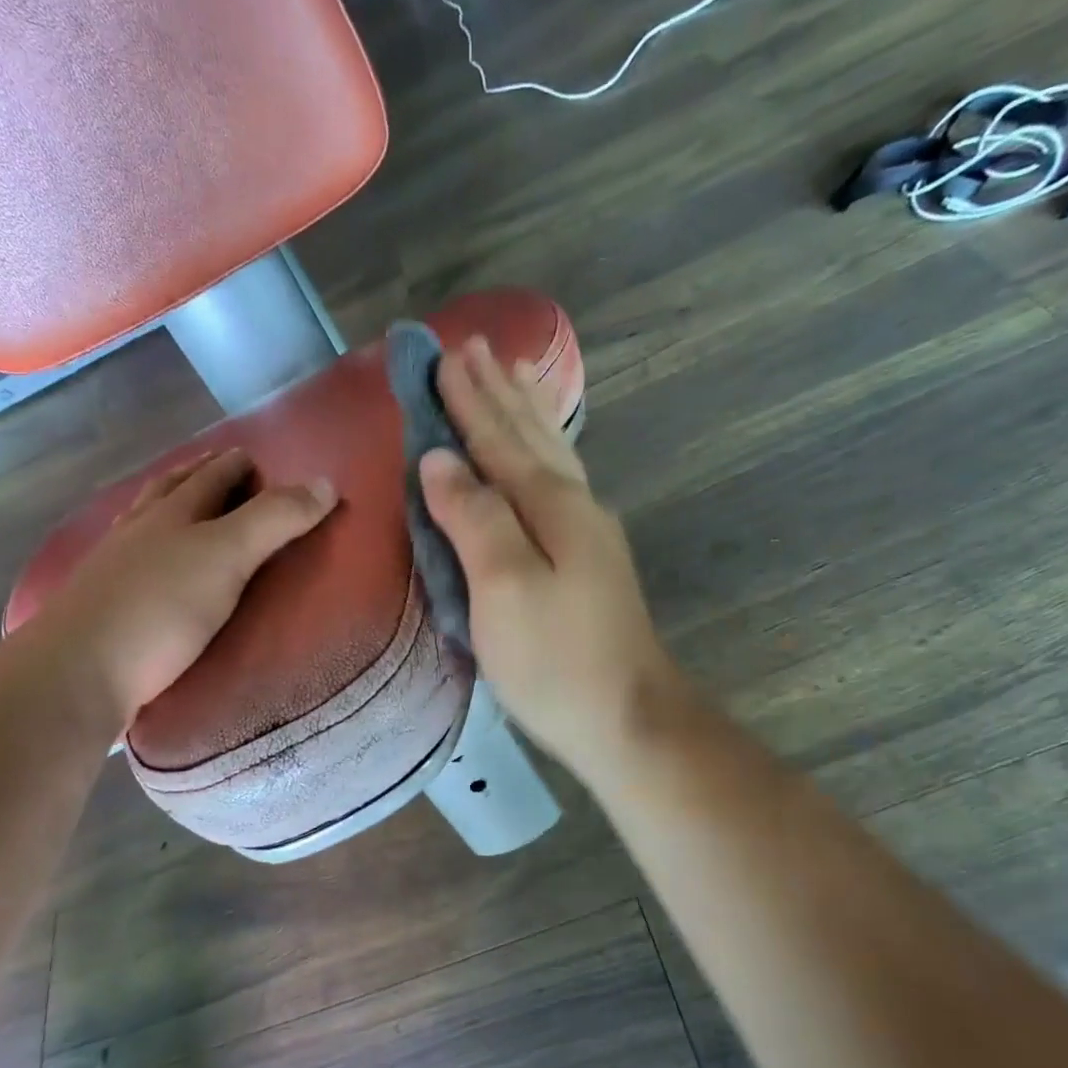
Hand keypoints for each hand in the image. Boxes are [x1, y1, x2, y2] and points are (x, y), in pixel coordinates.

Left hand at [23, 449, 335, 733]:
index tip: (254, 458)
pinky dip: (150, 551)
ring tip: (186, 512)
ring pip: (144, 524)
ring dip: (168, 509)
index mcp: (171, 513)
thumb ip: (275, 520)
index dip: (234, 464)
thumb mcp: (227, 557)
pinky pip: (133, 563)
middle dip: (197, 476)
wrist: (78, 671)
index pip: (209, 477)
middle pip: (170, 491)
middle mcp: (138, 531)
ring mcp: (113, 568)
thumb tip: (326, 483)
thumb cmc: (160, 608)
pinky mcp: (102, 605)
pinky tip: (152, 568)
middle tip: (222, 472)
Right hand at [421, 338, 682, 780]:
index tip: (441, 356)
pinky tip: (545, 457)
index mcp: (550, 505)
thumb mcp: (502, 587)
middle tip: (476, 348)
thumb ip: (473, 517)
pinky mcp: (590, 562)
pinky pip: (560, 484)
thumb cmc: (555, 660)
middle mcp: (575, 506)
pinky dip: (544, 454)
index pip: (497, 439)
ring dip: (526, 415)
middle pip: (530, 437)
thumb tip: (440, 459)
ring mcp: (589, 535)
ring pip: (553, 455)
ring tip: (513, 378)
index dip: (467, 400)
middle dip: (498, 393)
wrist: (627, 718)